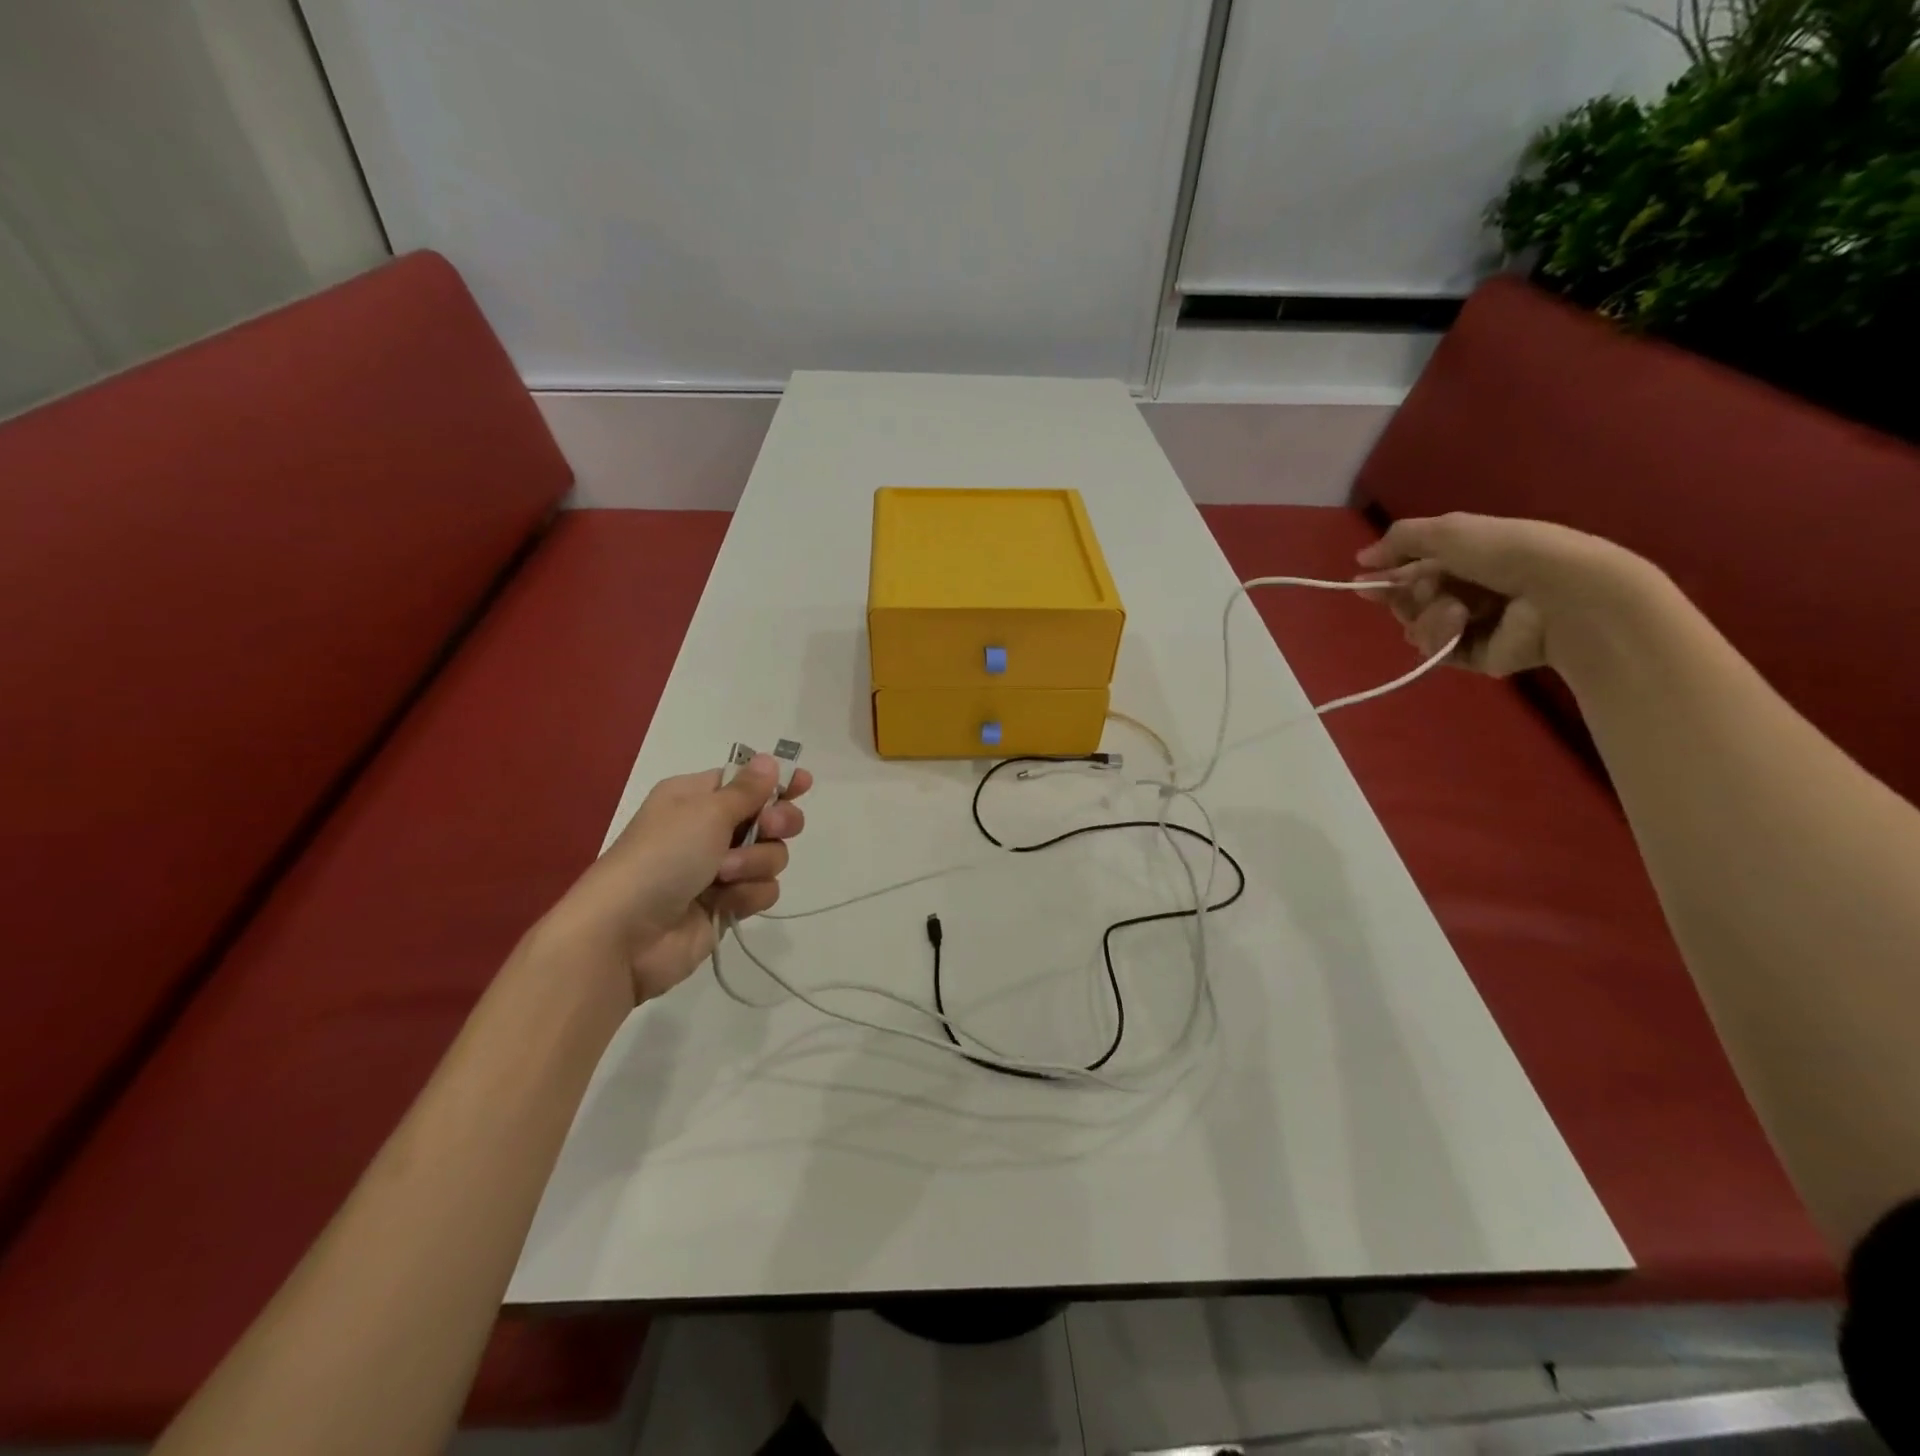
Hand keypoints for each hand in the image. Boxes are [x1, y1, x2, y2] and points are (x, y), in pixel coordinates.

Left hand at [551, 755, 811, 1002]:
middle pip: (769, 817)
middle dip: (777, 823)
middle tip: (771, 827)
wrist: (624, 934)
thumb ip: (747, 790)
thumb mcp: (705, 812)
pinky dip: (749, 894)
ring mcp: (719, 869)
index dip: (776, 782)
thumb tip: (770, 761)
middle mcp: (709, 829)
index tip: (803, 784)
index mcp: (696, 798)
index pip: (746, 781)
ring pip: (771, 855)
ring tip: (725, 875)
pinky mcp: (727, 905)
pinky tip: (727, 902)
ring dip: (756, 863)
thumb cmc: (662, 857)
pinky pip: (762, 890)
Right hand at [1355, 513, 1640, 676]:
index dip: (1388, 577)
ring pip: (1418, 628)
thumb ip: (1400, 540)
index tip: (1363, 584)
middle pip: (1411, 602)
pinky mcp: (1475, 657)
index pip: (1414, 571)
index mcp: (1469, 559)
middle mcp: (1469, 592)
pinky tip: (1461, 625)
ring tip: (1456, 610)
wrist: (1558, 594)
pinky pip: (1436, 651)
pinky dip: (1442, 637)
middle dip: (1408, 597)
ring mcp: (1473, 626)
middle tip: (1424, 590)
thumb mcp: (1448, 530)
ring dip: (1427, 617)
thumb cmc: (1507, 552)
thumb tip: (1361, 560)